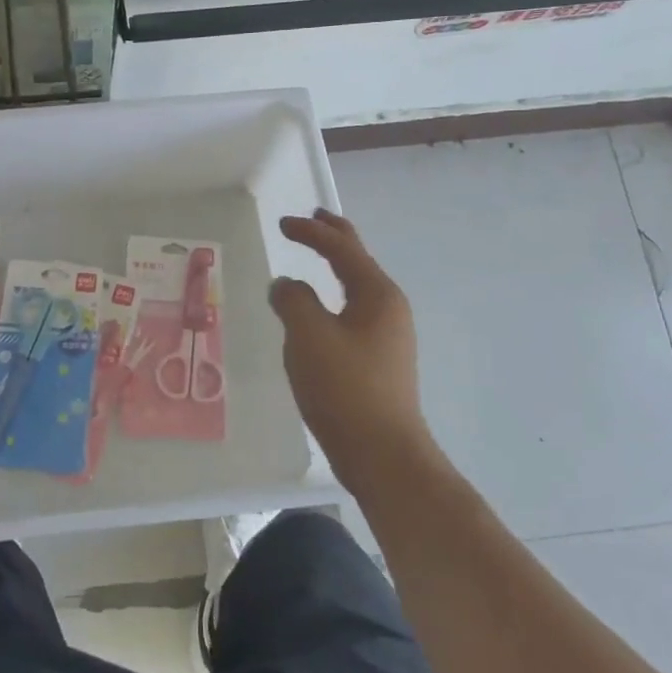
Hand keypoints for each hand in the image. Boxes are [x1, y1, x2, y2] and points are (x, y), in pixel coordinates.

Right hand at [269, 210, 444, 496]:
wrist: (383, 454)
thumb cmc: (345, 388)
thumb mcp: (308, 336)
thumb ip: (293, 300)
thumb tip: (286, 285)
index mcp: (376, 294)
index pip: (341, 248)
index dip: (311, 232)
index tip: (282, 224)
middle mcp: (388, 308)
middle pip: (359, 260)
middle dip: (335, 237)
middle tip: (313, 218)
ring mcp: (388, 336)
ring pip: (358, 286)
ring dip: (337, 266)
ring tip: (317, 256)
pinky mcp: (379, 360)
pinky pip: (354, 311)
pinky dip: (335, 295)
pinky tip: (320, 310)